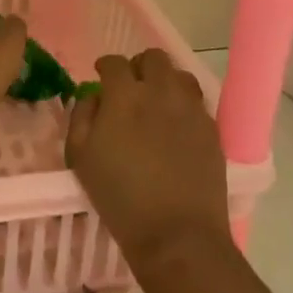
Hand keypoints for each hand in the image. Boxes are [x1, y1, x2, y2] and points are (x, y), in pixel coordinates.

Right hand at [67, 48, 232, 270]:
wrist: (177, 234)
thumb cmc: (120, 197)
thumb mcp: (80, 157)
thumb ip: (81, 116)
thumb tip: (93, 96)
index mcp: (125, 95)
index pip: (114, 62)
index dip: (105, 66)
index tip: (102, 76)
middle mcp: (160, 91)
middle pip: (153, 58)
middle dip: (139, 66)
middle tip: (131, 88)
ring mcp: (190, 109)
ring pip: (179, 75)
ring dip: (165, 81)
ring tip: (157, 102)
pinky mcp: (212, 129)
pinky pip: (197, 102)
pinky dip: (184, 104)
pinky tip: (176, 125)